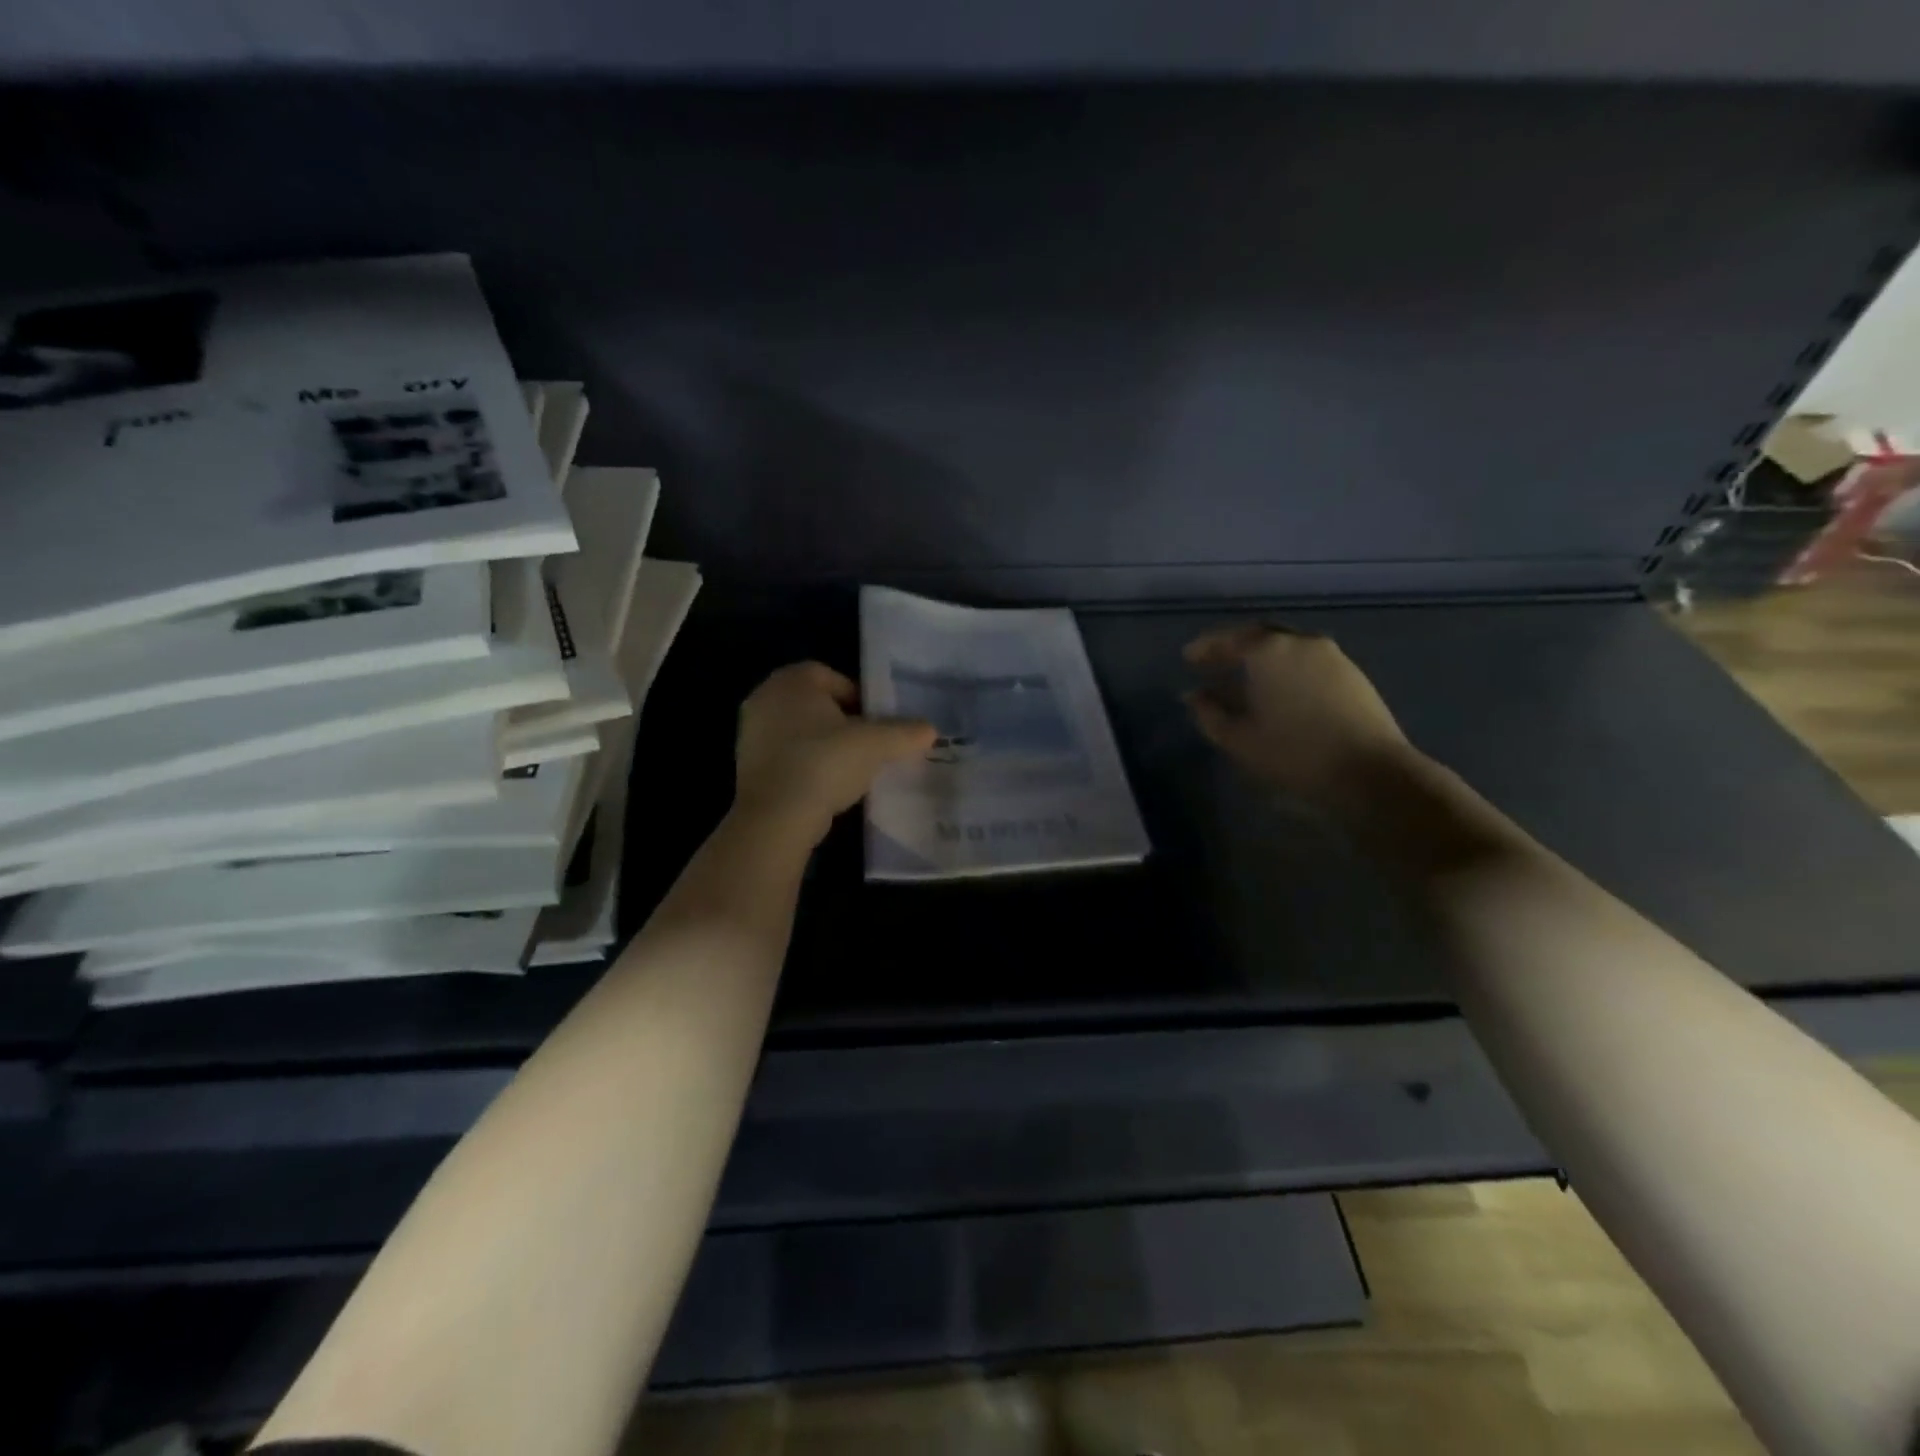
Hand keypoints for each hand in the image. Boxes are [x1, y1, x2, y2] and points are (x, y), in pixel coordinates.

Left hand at [733, 662, 936, 844]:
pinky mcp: (746, 765)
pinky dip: (805, 764)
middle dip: (842, 721)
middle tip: (867, 744)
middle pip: (815, 703)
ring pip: (799, 730)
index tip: (876, 722)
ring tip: (850, 768)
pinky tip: (825, 786)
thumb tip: (930, 729)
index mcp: (793, 680)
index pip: (832, 677)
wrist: (776, 816)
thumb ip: (904, 732)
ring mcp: (751, 732)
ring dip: (823, 744)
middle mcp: (765, 697)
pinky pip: (785, 755)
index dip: (859, 697)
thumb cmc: (825, 762)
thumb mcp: (876, 744)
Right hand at [1184, 624, 1414, 805]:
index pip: (1230, 639)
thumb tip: (1195, 696)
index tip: (1188, 658)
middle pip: (1261, 637)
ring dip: (1263, 660)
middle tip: (1215, 663)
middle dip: (1235, 648)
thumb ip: (1209, 713)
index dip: (1206, 648)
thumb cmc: (1293, 752)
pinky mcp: (1353, 675)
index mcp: (1269, 651)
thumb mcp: (1238, 738)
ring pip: (1287, 649)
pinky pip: (1308, 663)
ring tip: (1246, 680)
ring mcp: (1332, 656)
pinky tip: (1280, 691)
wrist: (1369, 771)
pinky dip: (1287, 670)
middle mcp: (1301, 642)